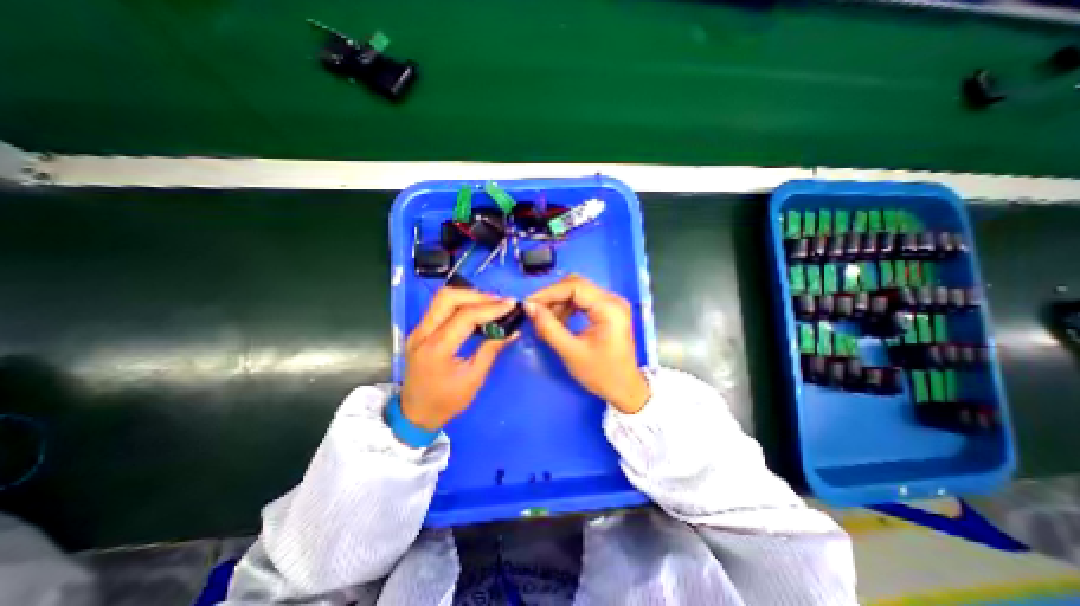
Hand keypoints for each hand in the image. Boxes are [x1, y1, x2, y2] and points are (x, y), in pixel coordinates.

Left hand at [400, 286, 518, 430]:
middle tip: (499, 302)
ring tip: (491, 304)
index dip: (490, 308)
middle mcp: (422, 333)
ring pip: (442, 299)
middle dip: (477, 295)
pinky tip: (476, 310)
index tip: (511, 304)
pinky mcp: (419, 330)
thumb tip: (512, 331)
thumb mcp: (473, 379)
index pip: (465, 316)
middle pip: (447, 297)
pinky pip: (440, 308)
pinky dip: (460, 304)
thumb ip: (491, 350)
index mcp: (436, 349)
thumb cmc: (446, 402)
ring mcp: (418, 330)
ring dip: (468, 296)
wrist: (414, 414)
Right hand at [522, 274, 647, 413]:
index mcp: (609, 308)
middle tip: (535, 311)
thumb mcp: (571, 352)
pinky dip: (567, 308)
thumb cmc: (602, 374)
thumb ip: (549, 327)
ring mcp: (611, 304)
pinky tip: (558, 322)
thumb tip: (529, 307)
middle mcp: (612, 300)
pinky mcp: (607, 310)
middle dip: (553, 297)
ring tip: (545, 321)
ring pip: (577, 291)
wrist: (624, 388)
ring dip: (558, 303)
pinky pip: (582, 301)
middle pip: (576, 285)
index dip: (549, 292)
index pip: (575, 287)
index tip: (529, 303)